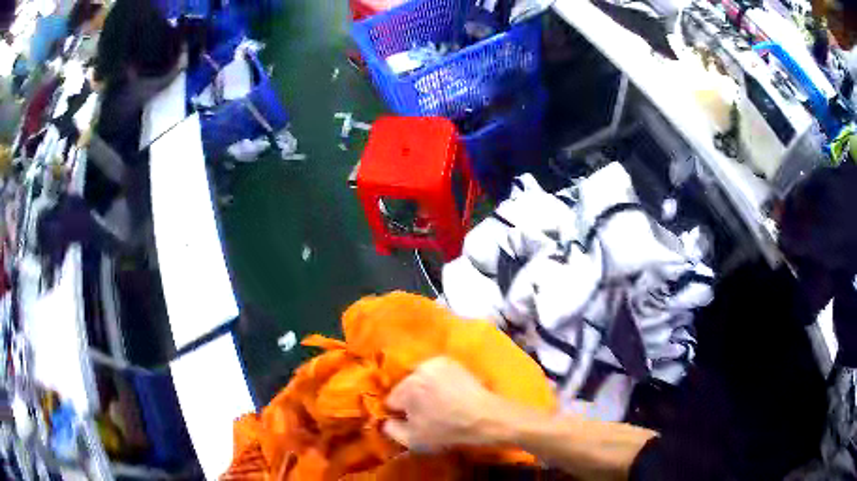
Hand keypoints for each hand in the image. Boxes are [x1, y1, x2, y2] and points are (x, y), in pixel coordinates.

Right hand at [383, 357, 505, 450]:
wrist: (485, 418)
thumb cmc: (448, 432)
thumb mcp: (414, 440)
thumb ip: (391, 430)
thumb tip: (384, 421)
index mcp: (406, 389)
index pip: (391, 401)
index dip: (399, 413)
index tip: (411, 421)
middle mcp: (418, 371)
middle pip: (404, 387)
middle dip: (410, 399)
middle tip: (426, 414)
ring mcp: (435, 363)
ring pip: (418, 378)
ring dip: (422, 388)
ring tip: (439, 403)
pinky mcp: (449, 361)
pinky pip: (432, 371)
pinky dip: (435, 380)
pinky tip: (447, 392)